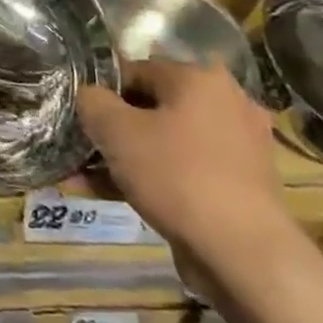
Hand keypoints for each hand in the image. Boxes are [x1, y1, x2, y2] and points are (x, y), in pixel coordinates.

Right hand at [76, 60, 301, 274]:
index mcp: (200, 79)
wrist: (242, 252)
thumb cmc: (175, 174)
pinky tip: (114, 196)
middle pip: (151, 108)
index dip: (101, 92)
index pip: (135, 70)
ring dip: (126, 157)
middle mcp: (227, 104)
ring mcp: (238, 147)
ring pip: (165, 142)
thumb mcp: (115, 130)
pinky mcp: (240, 184)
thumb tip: (89, 95)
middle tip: (82, 148)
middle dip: (112, 129)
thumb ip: (92, 101)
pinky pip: (183, 169)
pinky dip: (151, 178)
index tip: (79, 117)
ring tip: (86, 178)